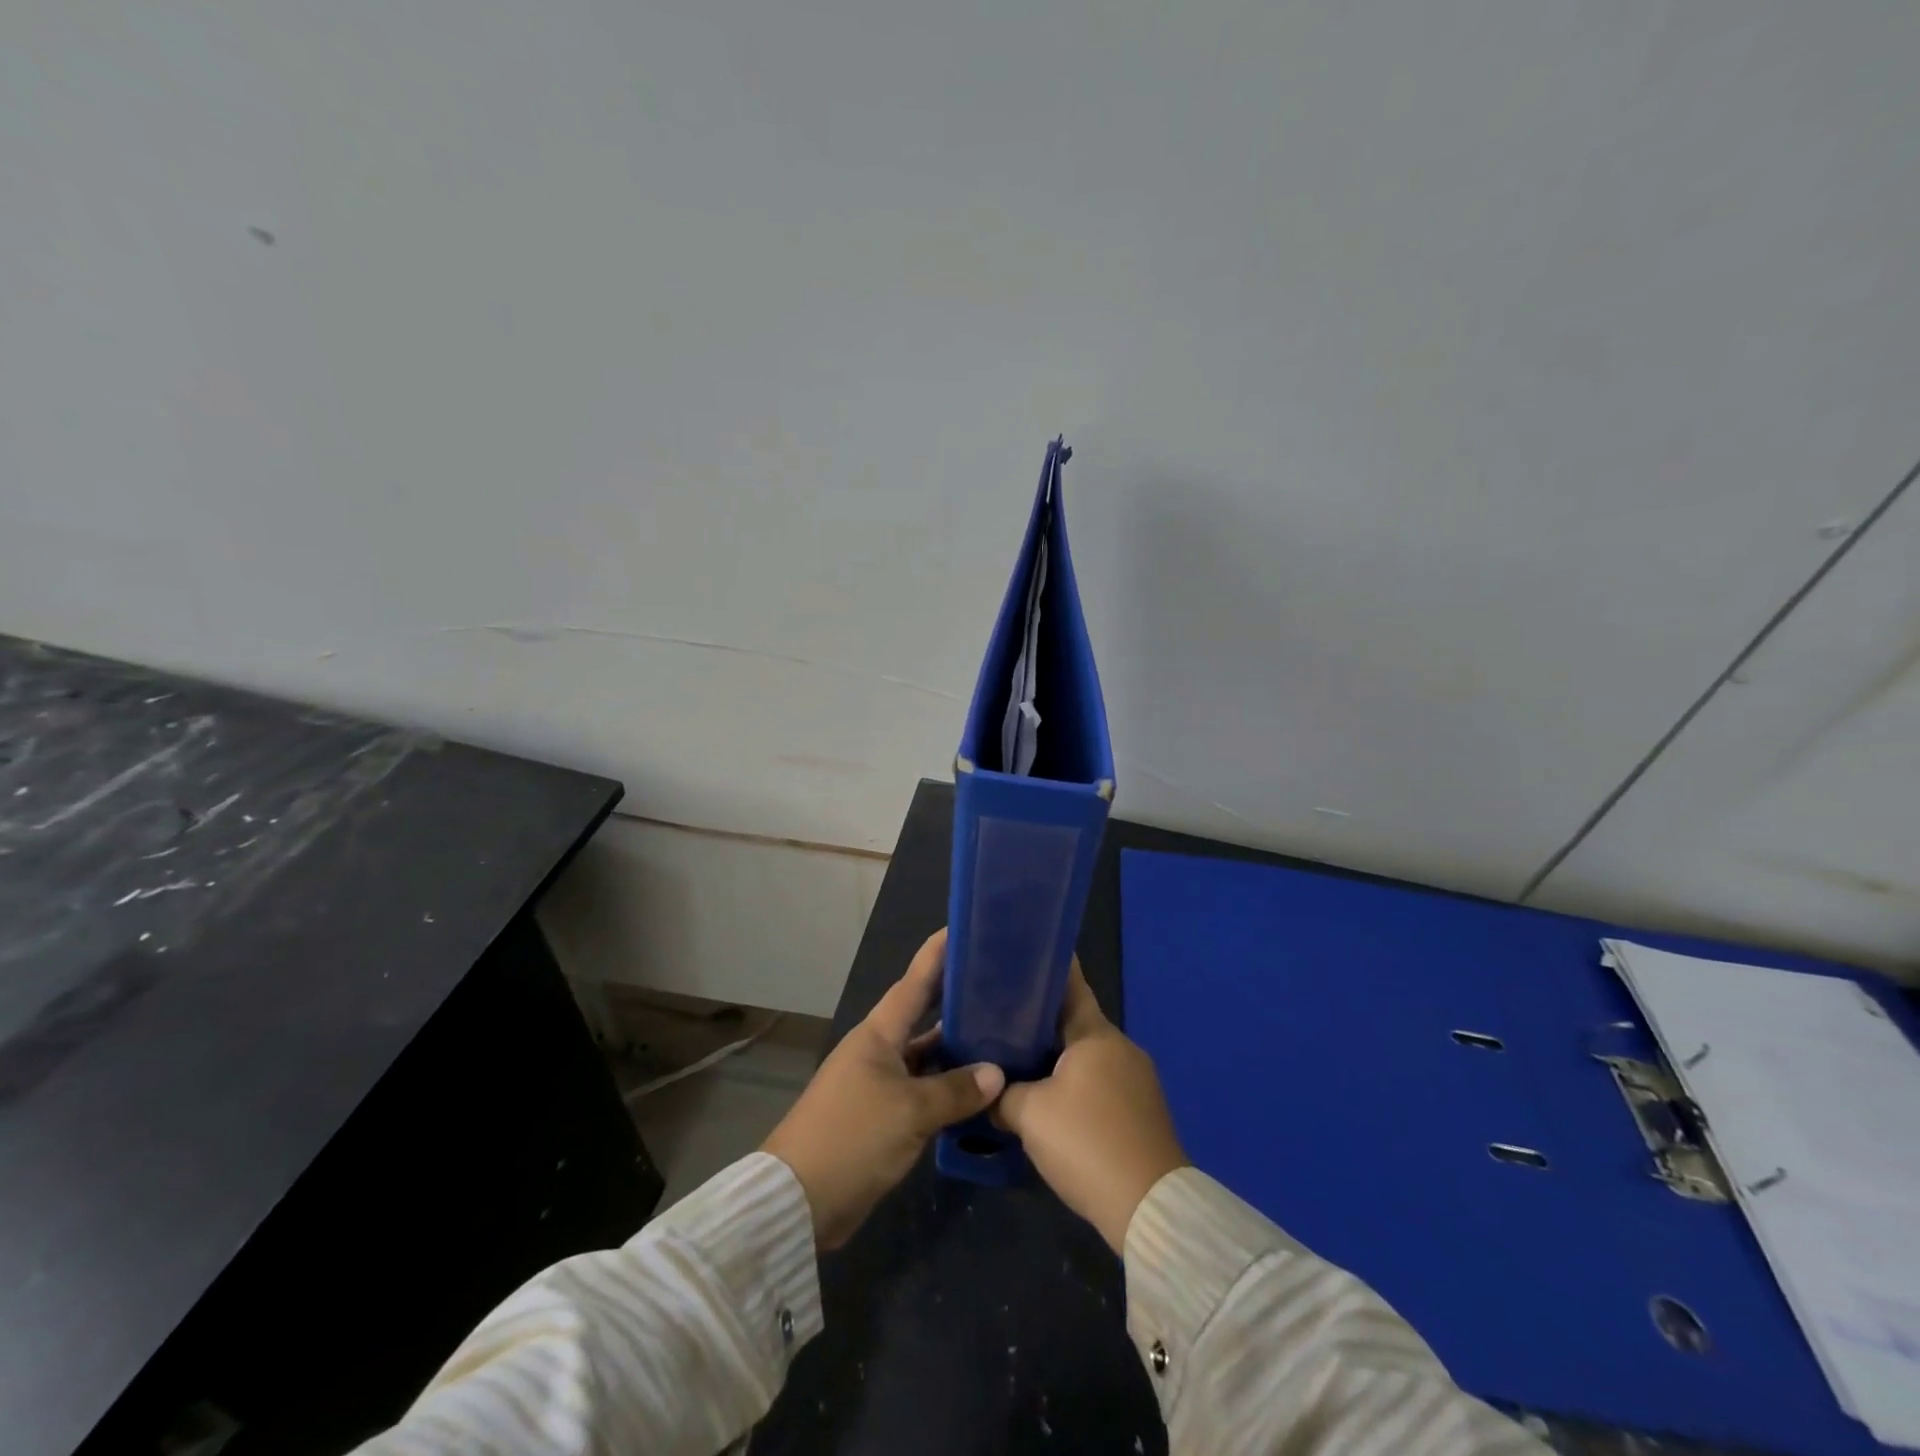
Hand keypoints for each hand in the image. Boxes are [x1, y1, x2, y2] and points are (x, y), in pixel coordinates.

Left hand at [763, 928, 1004, 1249]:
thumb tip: (997, 1072)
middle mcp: (880, 1050)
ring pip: (928, 1057)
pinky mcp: (884, 1117)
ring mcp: (881, 1084)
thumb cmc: (852, 1137)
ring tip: (1004, 1035)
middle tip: (999, 983)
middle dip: (957, 999)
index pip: (915, 982)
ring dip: (959, 1050)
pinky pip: (925, 1091)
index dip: (938, 954)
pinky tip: (982, 1091)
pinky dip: (950, 1089)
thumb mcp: (909, 1111)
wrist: (799, 1201)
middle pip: (925, 1017)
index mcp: (879, 1034)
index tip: (964, 927)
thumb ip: (955, 1090)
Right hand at [993, 961, 1188, 1251]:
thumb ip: (1002, 1094)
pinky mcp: (1141, 1110)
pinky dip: (1074, 1082)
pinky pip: (1099, 1082)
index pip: (1070, 985)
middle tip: (1000, 1017)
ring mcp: (1136, 1079)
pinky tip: (1048, 1098)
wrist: (1149, 1208)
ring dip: (1056, 1056)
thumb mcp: (1029, 1114)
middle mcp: (1121, 1047)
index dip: (1045, 970)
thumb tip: (987, 1089)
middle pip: (1075, 1022)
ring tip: (1016, 1058)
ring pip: (1086, 1055)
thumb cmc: (1087, 1142)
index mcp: (1096, 1034)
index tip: (1018, 957)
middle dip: (1040, 1020)